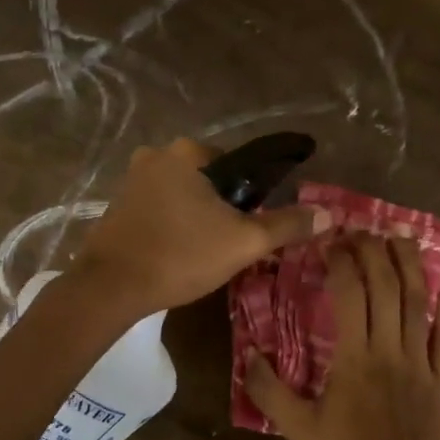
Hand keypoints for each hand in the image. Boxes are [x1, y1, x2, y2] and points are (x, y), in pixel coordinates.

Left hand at [71, 138, 324, 318]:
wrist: (111, 287)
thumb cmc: (180, 256)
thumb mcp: (243, 242)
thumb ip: (286, 225)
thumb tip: (329, 214)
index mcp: (187, 152)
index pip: (237, 164)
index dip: (250, 197)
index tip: (248, 227)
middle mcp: (155, 155)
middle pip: (208, 180)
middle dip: (221, 208)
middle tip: (228, 245)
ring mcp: (130, 181)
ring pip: (181, 196)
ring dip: (195, 218)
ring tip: (202, 254)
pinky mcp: (116, 208)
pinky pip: (158, 210)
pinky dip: (171, 226)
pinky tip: (175, 254)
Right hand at [247, 233, 439, 439]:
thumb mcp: (299, 432)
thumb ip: (271, 392)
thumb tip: (249, 355)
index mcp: (354, 360)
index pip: (349, 295)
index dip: (341, 262)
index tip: (330, 242)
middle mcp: (390, 351)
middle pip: (386, 288)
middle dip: (374, 252)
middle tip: (362, 232)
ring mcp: (422, 364)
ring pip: (418, 303)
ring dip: (410, 266)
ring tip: (401, 238)